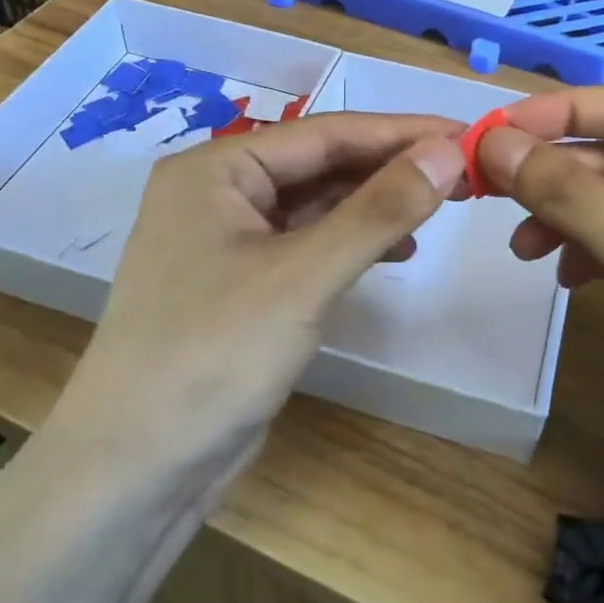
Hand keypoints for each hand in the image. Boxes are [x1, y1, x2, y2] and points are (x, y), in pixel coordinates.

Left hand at [52, 113, 466, 473]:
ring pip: (317, 205)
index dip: (400, 132)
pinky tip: (397, 250)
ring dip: (376, 205)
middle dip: (390, 168)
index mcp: (216, 168)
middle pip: (320, 165)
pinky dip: (353, 243)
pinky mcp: (243, 284)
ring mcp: (228, 240)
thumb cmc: (213, 355)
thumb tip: (448, 150)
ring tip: (440, 207)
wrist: (136, 470)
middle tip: (465, 172)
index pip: (325, 133)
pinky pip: (308, 244)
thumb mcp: (304, 276)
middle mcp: (218, 193)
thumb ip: (379, 209)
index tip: (467, 133)